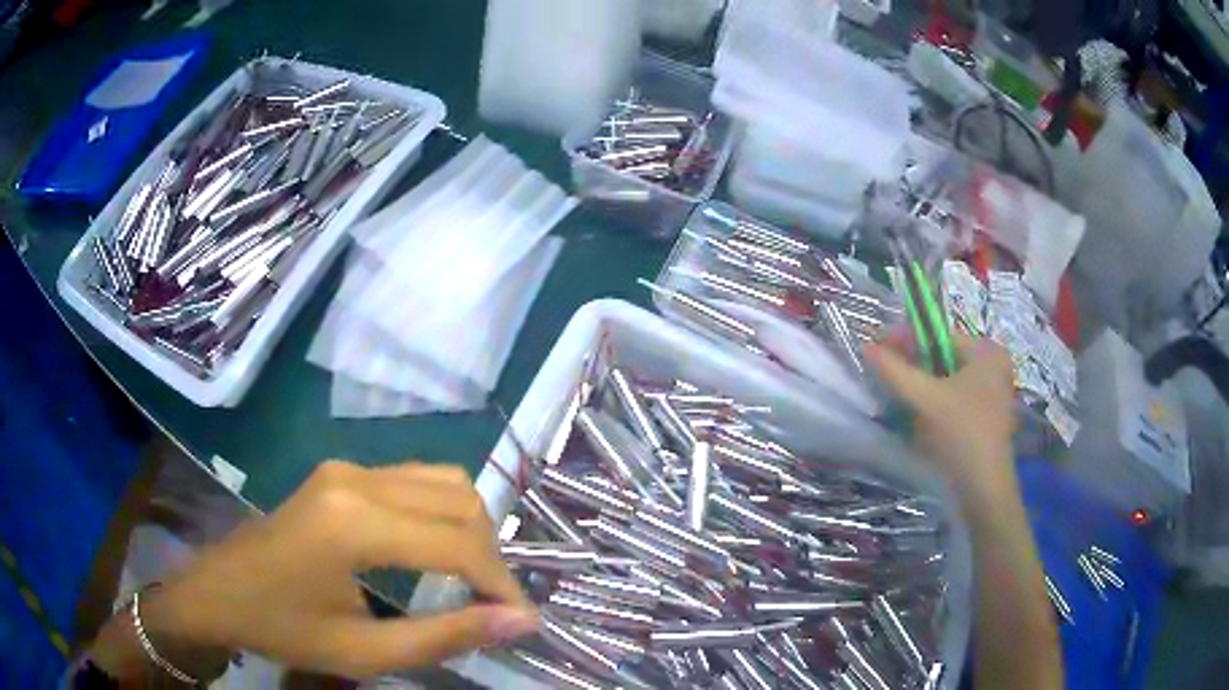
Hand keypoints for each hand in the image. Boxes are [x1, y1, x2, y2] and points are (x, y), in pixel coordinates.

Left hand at [97, 461, 537, 679]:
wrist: (217, 591)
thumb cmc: (284, 629)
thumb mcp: (365, 651)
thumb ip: (446, 635)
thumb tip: (519, 621)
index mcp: (355, 523)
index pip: (458, 543)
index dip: (502, 583)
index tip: (521, 620)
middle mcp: (357, 478)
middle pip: (459, 500)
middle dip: (491, 555)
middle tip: (493, 605)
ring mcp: (347, 468)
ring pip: (443, 481)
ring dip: (471, 529)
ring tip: (470, 580)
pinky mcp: (341, 472)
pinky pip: (415, 480)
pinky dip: (443, 514)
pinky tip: (435, 552)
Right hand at [866, 333, 1017, 507]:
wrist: (983, 492)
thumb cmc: (961, 435)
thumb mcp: (924, 399)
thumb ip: (894, 371)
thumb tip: (866, 346)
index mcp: (986, 352)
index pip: (939, 334)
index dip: (905, 338)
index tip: (876, 347)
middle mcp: (992, 368)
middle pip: (942, 358)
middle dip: (911, 365)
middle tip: (881, 374)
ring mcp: (990, 395)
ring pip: (946, 382)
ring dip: (919, 387)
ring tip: (892, 396)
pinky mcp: (984, 419)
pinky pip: (952, 401)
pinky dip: (932, 404)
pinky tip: (913, 417)